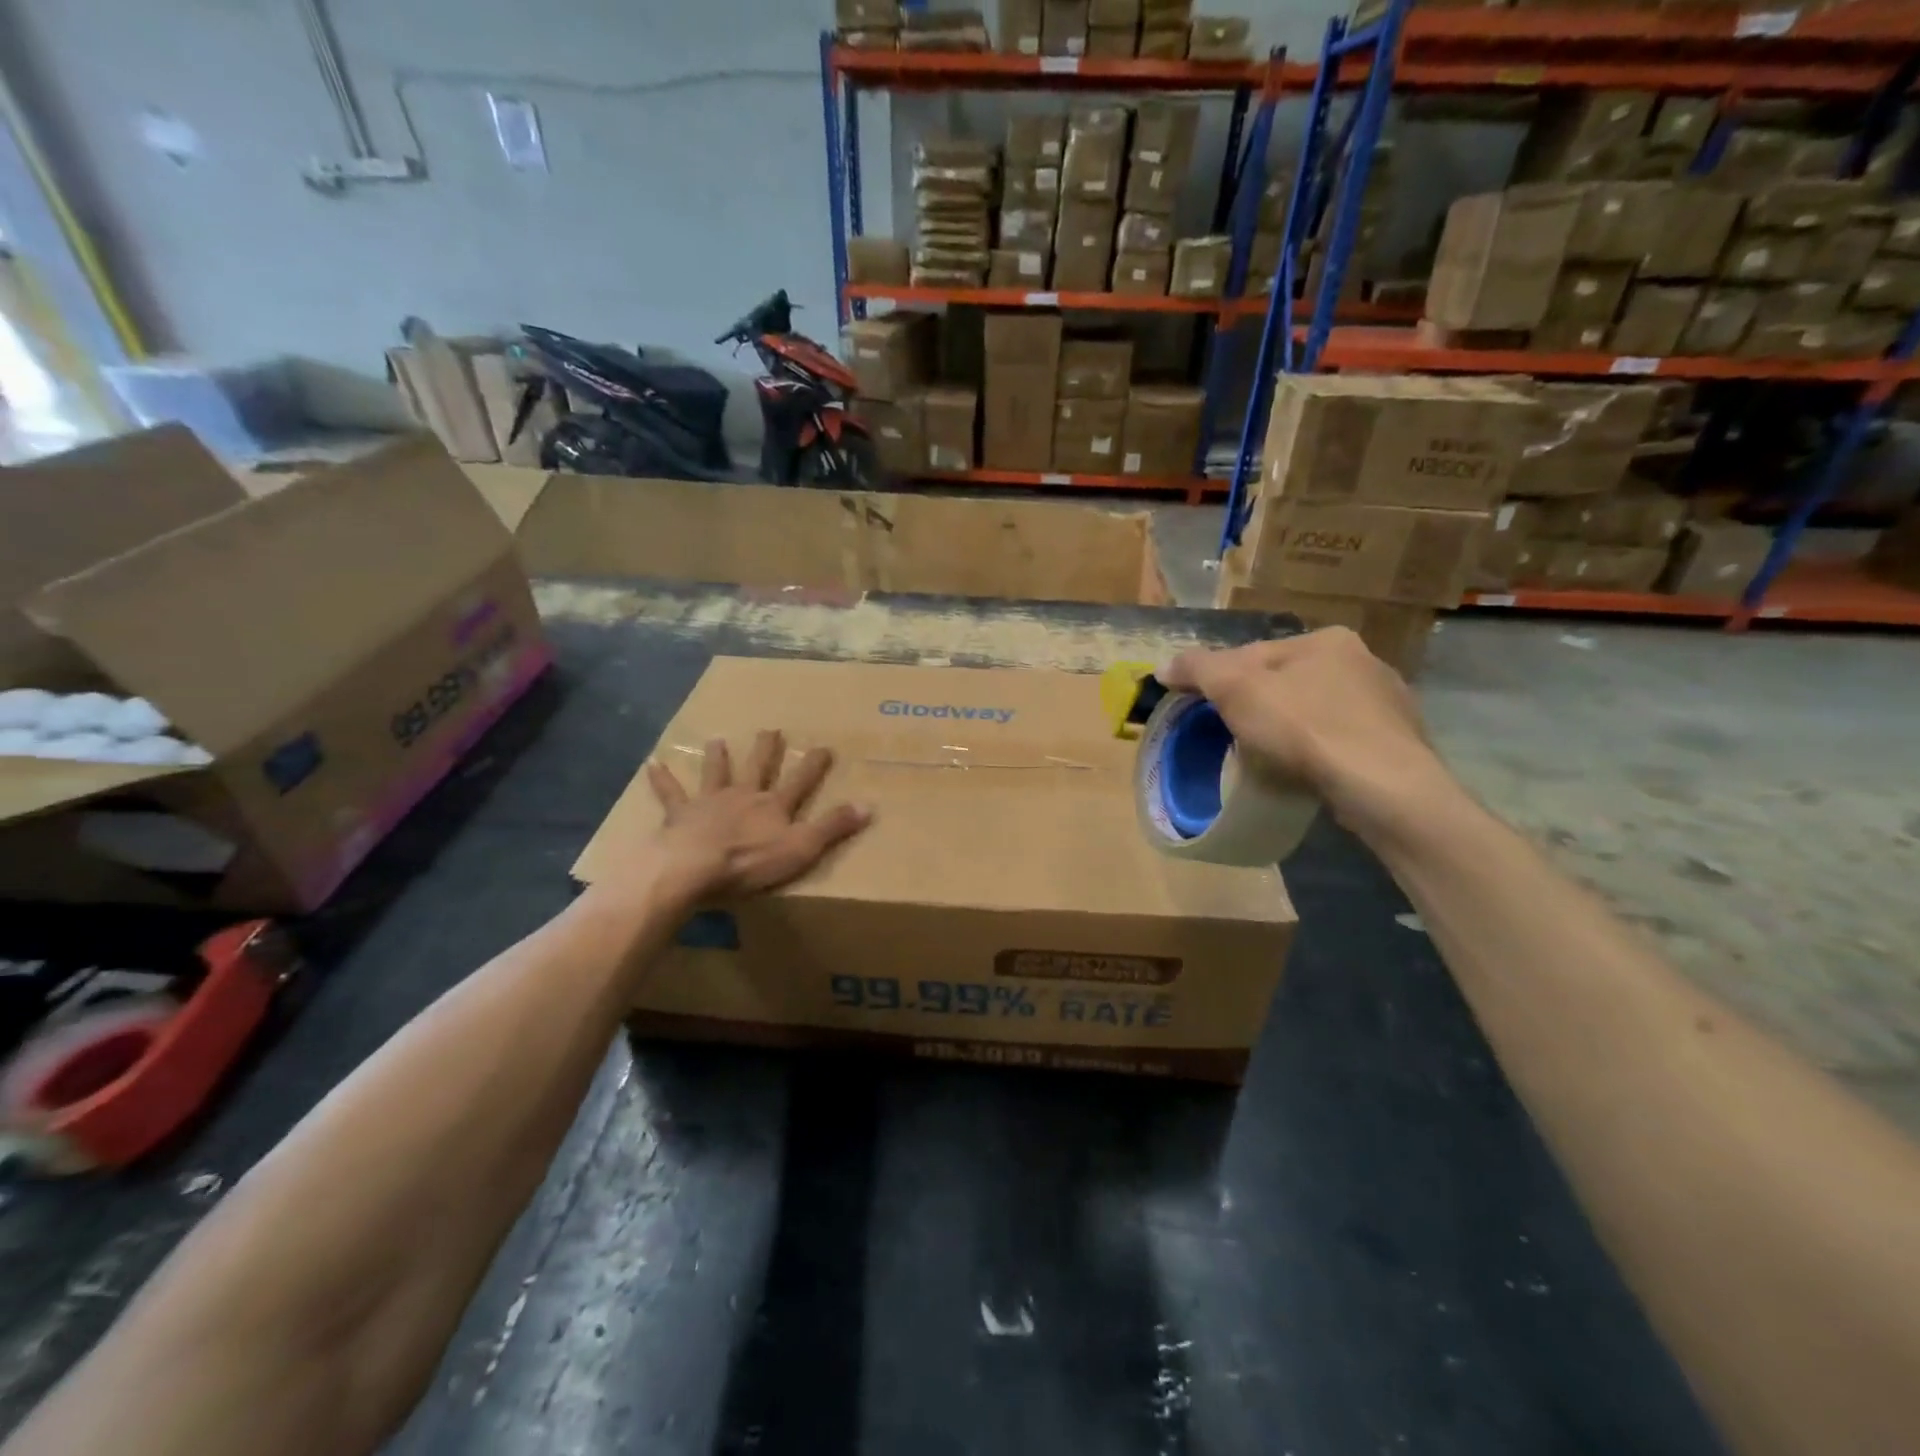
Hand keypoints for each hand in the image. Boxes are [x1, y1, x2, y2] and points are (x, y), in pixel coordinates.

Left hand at [644, 730, 870, 901]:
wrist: (694, 866)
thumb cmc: (751, 861)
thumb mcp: (802, 848)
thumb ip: (834, 827)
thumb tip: (869, 806)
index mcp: (774, 806)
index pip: (800, 781)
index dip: (813, 765)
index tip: (824, 747)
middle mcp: (744, 796)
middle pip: (758, 768)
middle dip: (766, 749)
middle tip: (770, 729)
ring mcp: (710, 802)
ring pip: (717, 773)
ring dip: (718, 757)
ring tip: (716, 739)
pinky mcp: (680, 814)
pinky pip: (670, 793)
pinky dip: (662, 778)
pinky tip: (652, 763)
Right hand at [1161, 628, 1454, 841]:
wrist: (1381, 785)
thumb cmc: (1304, 727)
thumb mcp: (1234, 689)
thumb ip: (1197, 669)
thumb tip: (1164, 667)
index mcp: (1325, 639)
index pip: (1255, 654)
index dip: (1222, 681)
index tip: (1204, 711)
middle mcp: (1364, 660)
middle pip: (1289, 681)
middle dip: (1262, 704)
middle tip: (1236, 736)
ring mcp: (1388, 702)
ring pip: (1319, 710)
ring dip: (1295, 727)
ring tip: (1273, 758)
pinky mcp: (1400, 742)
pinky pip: (1345, 740)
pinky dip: (1324, 751)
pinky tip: (1312, 771)